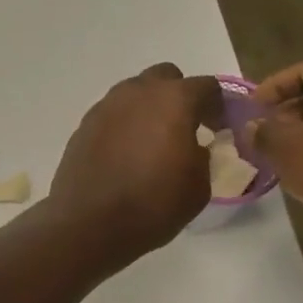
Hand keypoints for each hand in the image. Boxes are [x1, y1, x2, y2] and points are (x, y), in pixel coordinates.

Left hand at [49, 63, 220, 268]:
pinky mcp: (83, 126)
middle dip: (178, 97)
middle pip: (165, 78)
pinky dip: (123, 126)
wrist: (89, 225)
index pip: (206, 87)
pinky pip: (112, 115)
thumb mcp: (198, 187)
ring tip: (151, 142)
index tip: (220, 128)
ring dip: (147, 109)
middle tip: (184, 128)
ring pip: (134, 94)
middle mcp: (137, 93)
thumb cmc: (153, 206)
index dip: (218, 106)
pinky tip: (124, 154)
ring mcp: (106, 107)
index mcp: (174, 100)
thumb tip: (192, 148)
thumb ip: (202, 157)